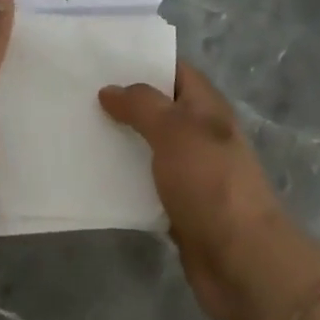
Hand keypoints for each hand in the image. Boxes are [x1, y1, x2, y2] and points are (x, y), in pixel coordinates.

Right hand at [100, 61, 319, 319]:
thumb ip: (141, 104)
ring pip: (148, 147)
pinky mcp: (178, 207)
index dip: (142, 61)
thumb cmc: (210, 182)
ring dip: (119, 141)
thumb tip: (110, 90)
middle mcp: (199, 134)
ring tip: (77, 130)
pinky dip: (123, 180)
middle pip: (157, 108)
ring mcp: (190, 172)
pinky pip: (145, 184)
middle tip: (78, 94)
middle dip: (122, 102)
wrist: (243, 261)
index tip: (101, 58)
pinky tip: (91, 176)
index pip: (174, 69)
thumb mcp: (174, 130)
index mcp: (206, 106)